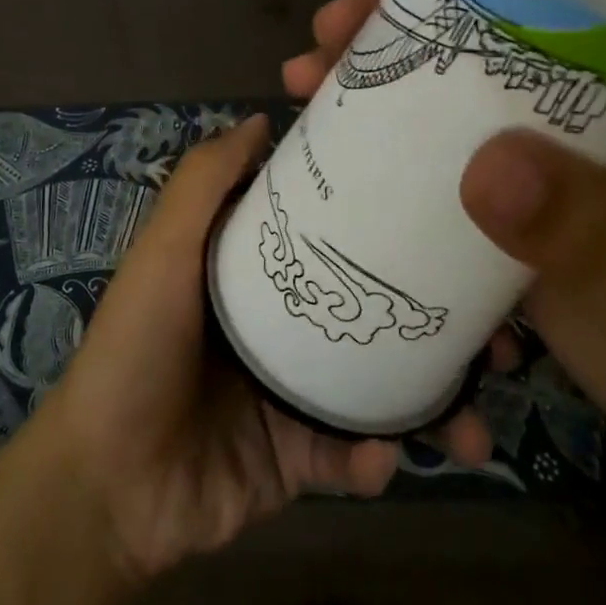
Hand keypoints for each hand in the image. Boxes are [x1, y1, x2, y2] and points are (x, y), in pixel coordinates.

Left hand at [27, 114, 497, 587]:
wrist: (107, 485)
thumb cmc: (137, 349)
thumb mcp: (164, 252)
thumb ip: (205, 183)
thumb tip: (262, 119)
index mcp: (259, 276)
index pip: (338, 239)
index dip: (393, 229)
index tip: (455, 221)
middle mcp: (286, 328)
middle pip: (376, 314)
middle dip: (441, 326)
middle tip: (498, 337)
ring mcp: (296, 396)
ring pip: (384, 390)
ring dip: (435, 406)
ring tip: (474, 422)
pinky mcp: (300, 460)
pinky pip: (355, 456)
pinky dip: (375, 459)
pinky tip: (383, 459)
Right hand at [286, 0, 605, 437]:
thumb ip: (581, 222)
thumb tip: (486, 167)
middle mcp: (582, 97)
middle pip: (482, 26)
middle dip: (401, 13)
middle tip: (332, 25)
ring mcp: (536, 144)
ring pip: (446, 80)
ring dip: (375, 67)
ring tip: (307, 72)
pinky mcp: (502, 189)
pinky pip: (432, 140)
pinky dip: (380, 128)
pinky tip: (327, 133)